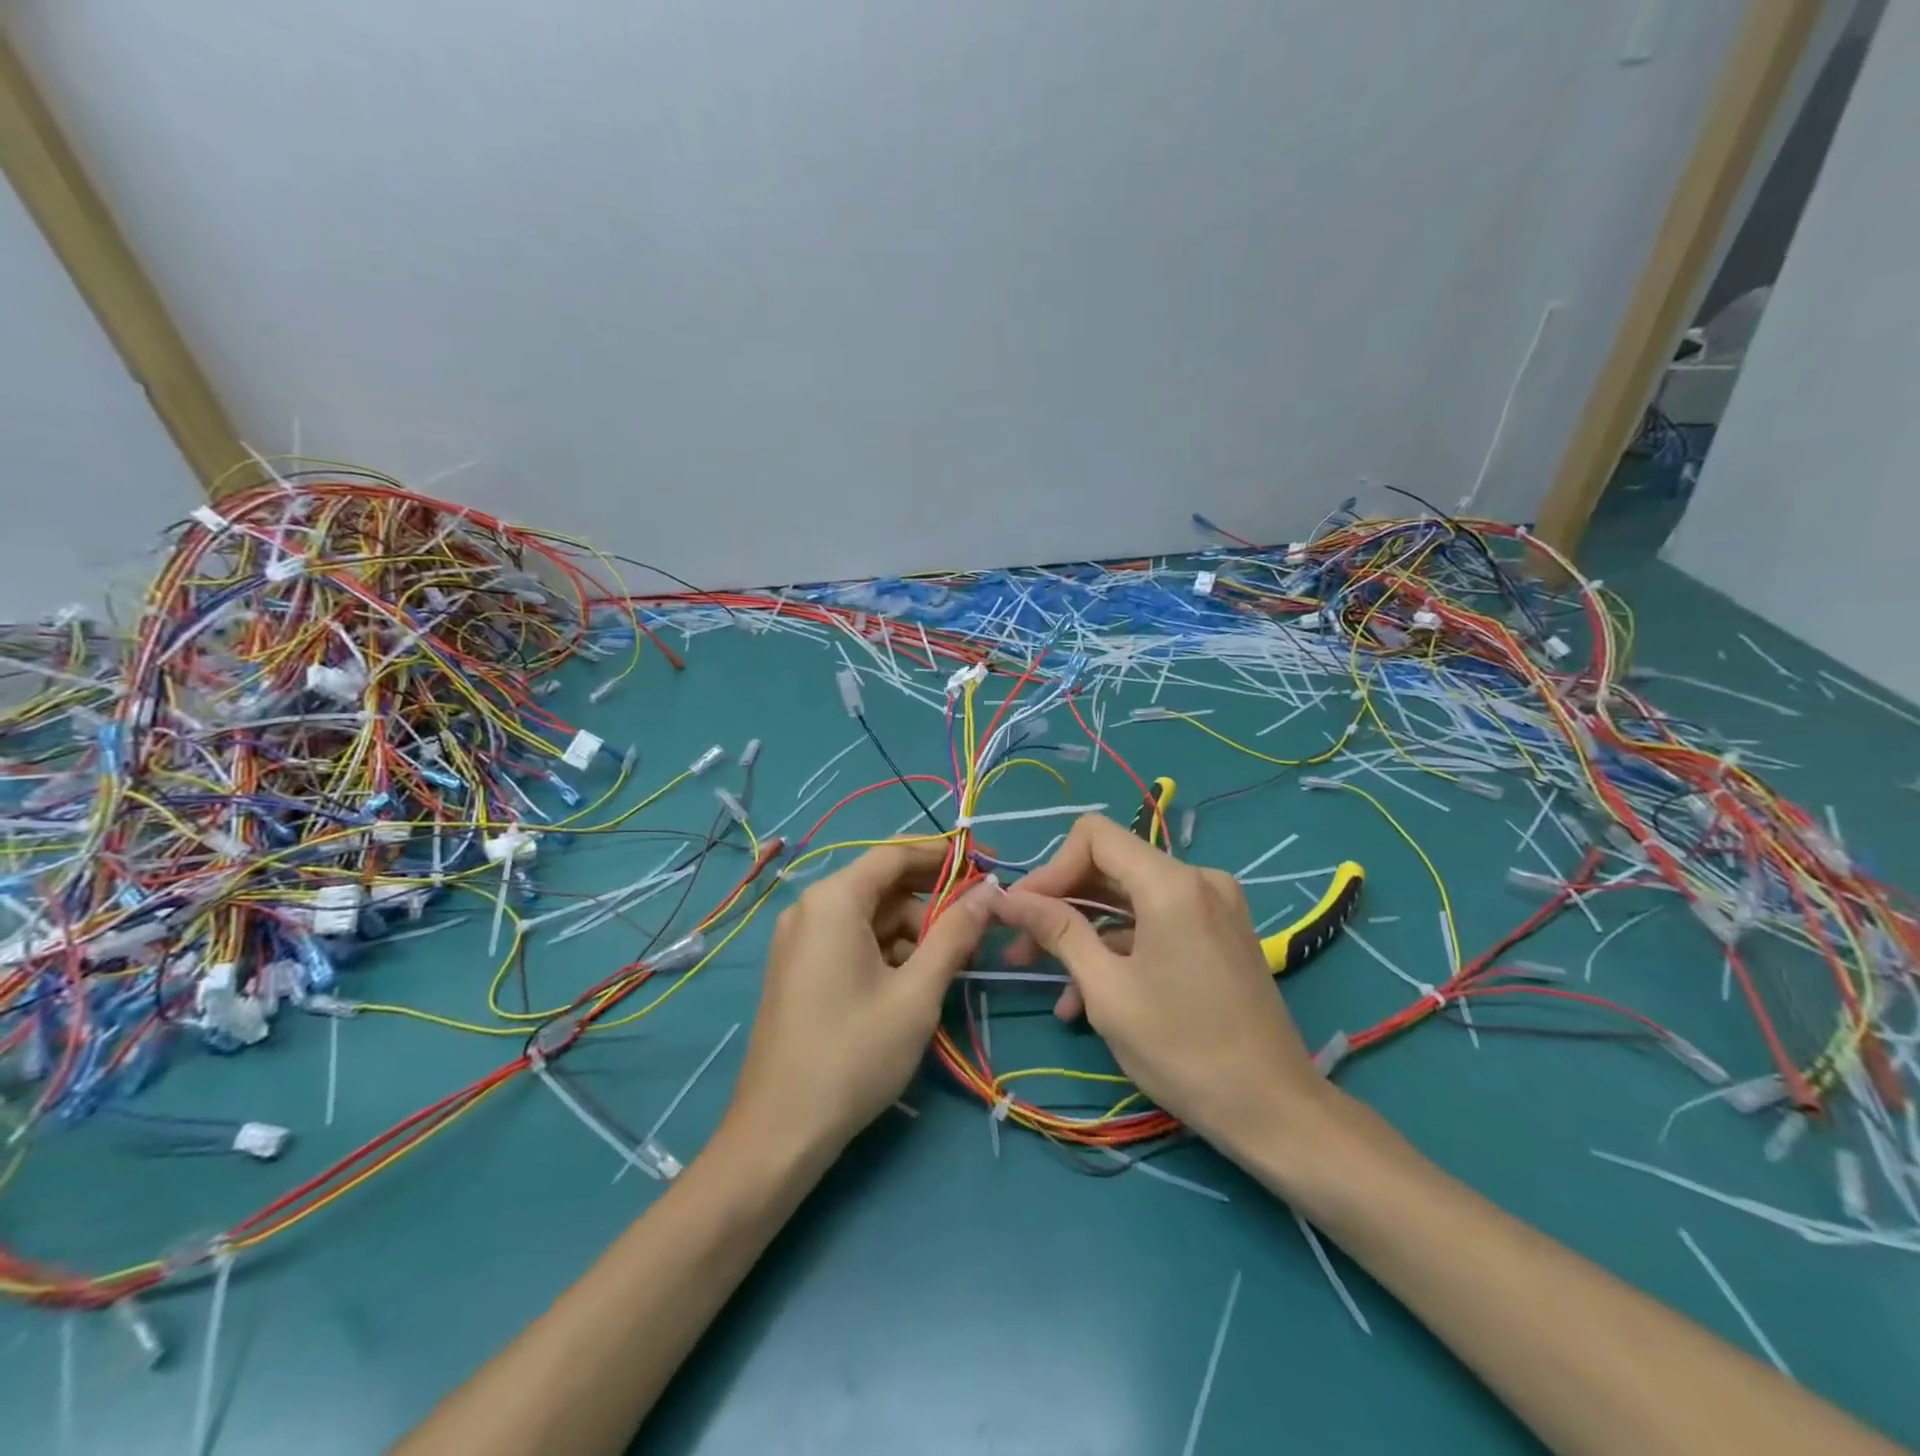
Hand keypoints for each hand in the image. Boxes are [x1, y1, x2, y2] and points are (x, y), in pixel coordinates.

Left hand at [724, 840, 995, 1158]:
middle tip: (980, 922)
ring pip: (871, 916)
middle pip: (883, 885)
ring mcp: (800, 939)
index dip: (946, 854)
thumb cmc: (854, 1054)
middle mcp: (811, 908)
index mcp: (834, 900)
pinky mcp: (800, 968)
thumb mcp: (917, 993)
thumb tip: (989, 890)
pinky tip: (916, 981)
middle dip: (933, 900)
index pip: (896, 854)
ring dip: (914, 931)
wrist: (779, 1132)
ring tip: (954, 963)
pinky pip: (852, 940)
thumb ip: (956, 933)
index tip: (989, 864)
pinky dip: (888, 951)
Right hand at [993, 814, 1327, 1155]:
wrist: (1274, 1111)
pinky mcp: (1219, 932)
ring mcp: (1213, 905)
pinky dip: (1120, 947)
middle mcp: (1198, 879)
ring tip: (1048, 981)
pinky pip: (1156, 922)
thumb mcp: (1107, 990)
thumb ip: (1057, 931)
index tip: (1023, 912)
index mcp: (1172, 883)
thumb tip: (1007, 899)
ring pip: (1129, 898)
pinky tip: (1087, 996)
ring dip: (1085, 932)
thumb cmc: (1182, 1050)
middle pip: (1111, 865)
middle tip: (1019, 944)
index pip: (1093, 836)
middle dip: (1061, 902)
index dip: (1050, 868)